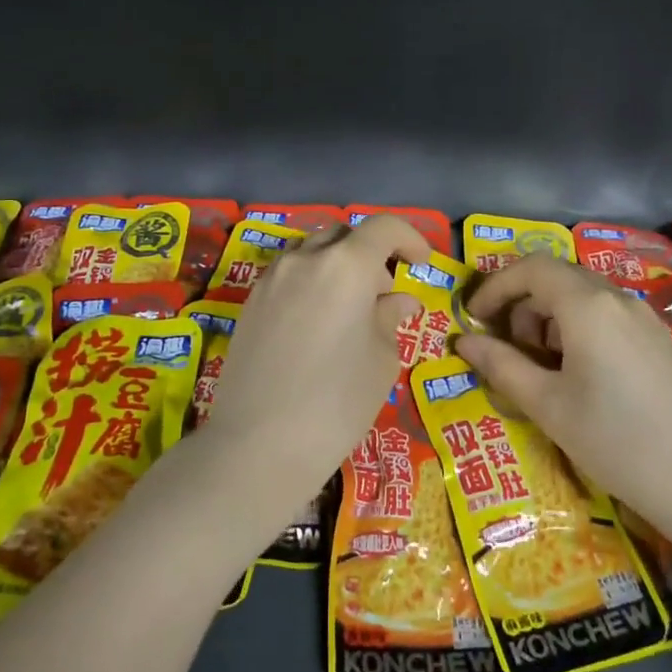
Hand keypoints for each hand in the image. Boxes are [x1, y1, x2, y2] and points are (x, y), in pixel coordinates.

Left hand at [200, 214, 430, 500]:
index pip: (384, 227)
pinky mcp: (250, 303)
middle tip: (384, 293)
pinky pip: (288, 275)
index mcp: (345, 265)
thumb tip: (398, 300)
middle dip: (370, 253)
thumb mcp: (381, 360)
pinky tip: (317, 324)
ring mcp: (271, 279)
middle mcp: (304, 259)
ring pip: (311, 252)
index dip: (410, 237)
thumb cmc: (336, 402)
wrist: (258, 443)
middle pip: (343, 235)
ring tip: (349, 310)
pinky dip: (311, 283)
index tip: (421, 263)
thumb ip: (390, 318)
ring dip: (337, 266)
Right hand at [455, 254, 671, 560]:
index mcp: (587, 305)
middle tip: (503, 348)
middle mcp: (617, 299)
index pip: (530, 268)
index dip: (494, 286)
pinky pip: (605, 316)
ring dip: (547, 318)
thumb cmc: (618, 441)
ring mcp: (643, 318)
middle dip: (520, 304)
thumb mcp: (548, 406)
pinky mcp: (658, 340)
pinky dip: (575, 330)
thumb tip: (462, 341)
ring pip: (581, 297)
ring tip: (538, 369)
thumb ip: (501, 366)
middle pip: (556, 277)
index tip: (472, 318)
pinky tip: (576, 376)